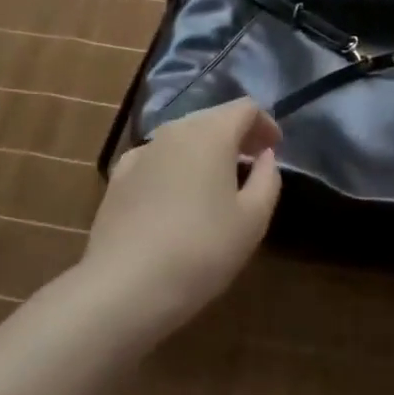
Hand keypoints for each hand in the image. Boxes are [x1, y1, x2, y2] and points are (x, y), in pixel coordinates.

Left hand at [80, 98, 282, 336]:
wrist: (124, 286)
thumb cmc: (201, 250)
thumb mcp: (253, 220)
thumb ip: (267, 179)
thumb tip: (264, 156)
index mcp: (211, 133)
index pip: (245, 108)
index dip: (265, 123)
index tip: (275, 148)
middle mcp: (174, 131)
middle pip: (212, 118)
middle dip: (236, 135)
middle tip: (252, 163)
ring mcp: (141, 152)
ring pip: (183, 137)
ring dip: (205, 150)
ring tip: (217, 182)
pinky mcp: (118, 178)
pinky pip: (157, 159)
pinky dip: (175, 166)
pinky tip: (176, 196)